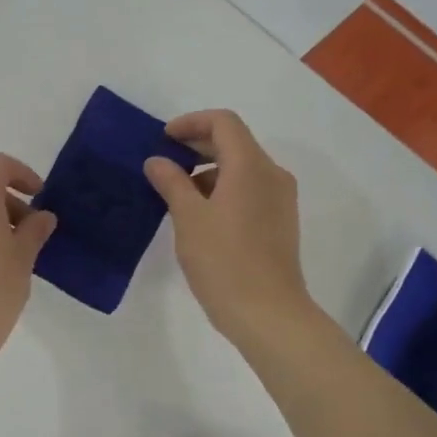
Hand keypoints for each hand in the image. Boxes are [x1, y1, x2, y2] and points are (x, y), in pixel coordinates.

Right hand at [144, 110, 310, 345]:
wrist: (268, 313)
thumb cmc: (224, 261)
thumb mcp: (188, 218)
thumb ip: (171, 182)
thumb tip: (157, 161)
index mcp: (250, 166)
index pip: (223, 123)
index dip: (191, 123)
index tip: (163, 139)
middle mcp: (271, 174)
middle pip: (234, 142)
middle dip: (197, 145)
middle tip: (164, 161)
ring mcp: (280, 199)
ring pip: (242, 168)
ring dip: (208, 170)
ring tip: (176, 193)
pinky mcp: (279, 221)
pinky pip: (249, 189)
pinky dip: (223, 189)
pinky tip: (200, 214)